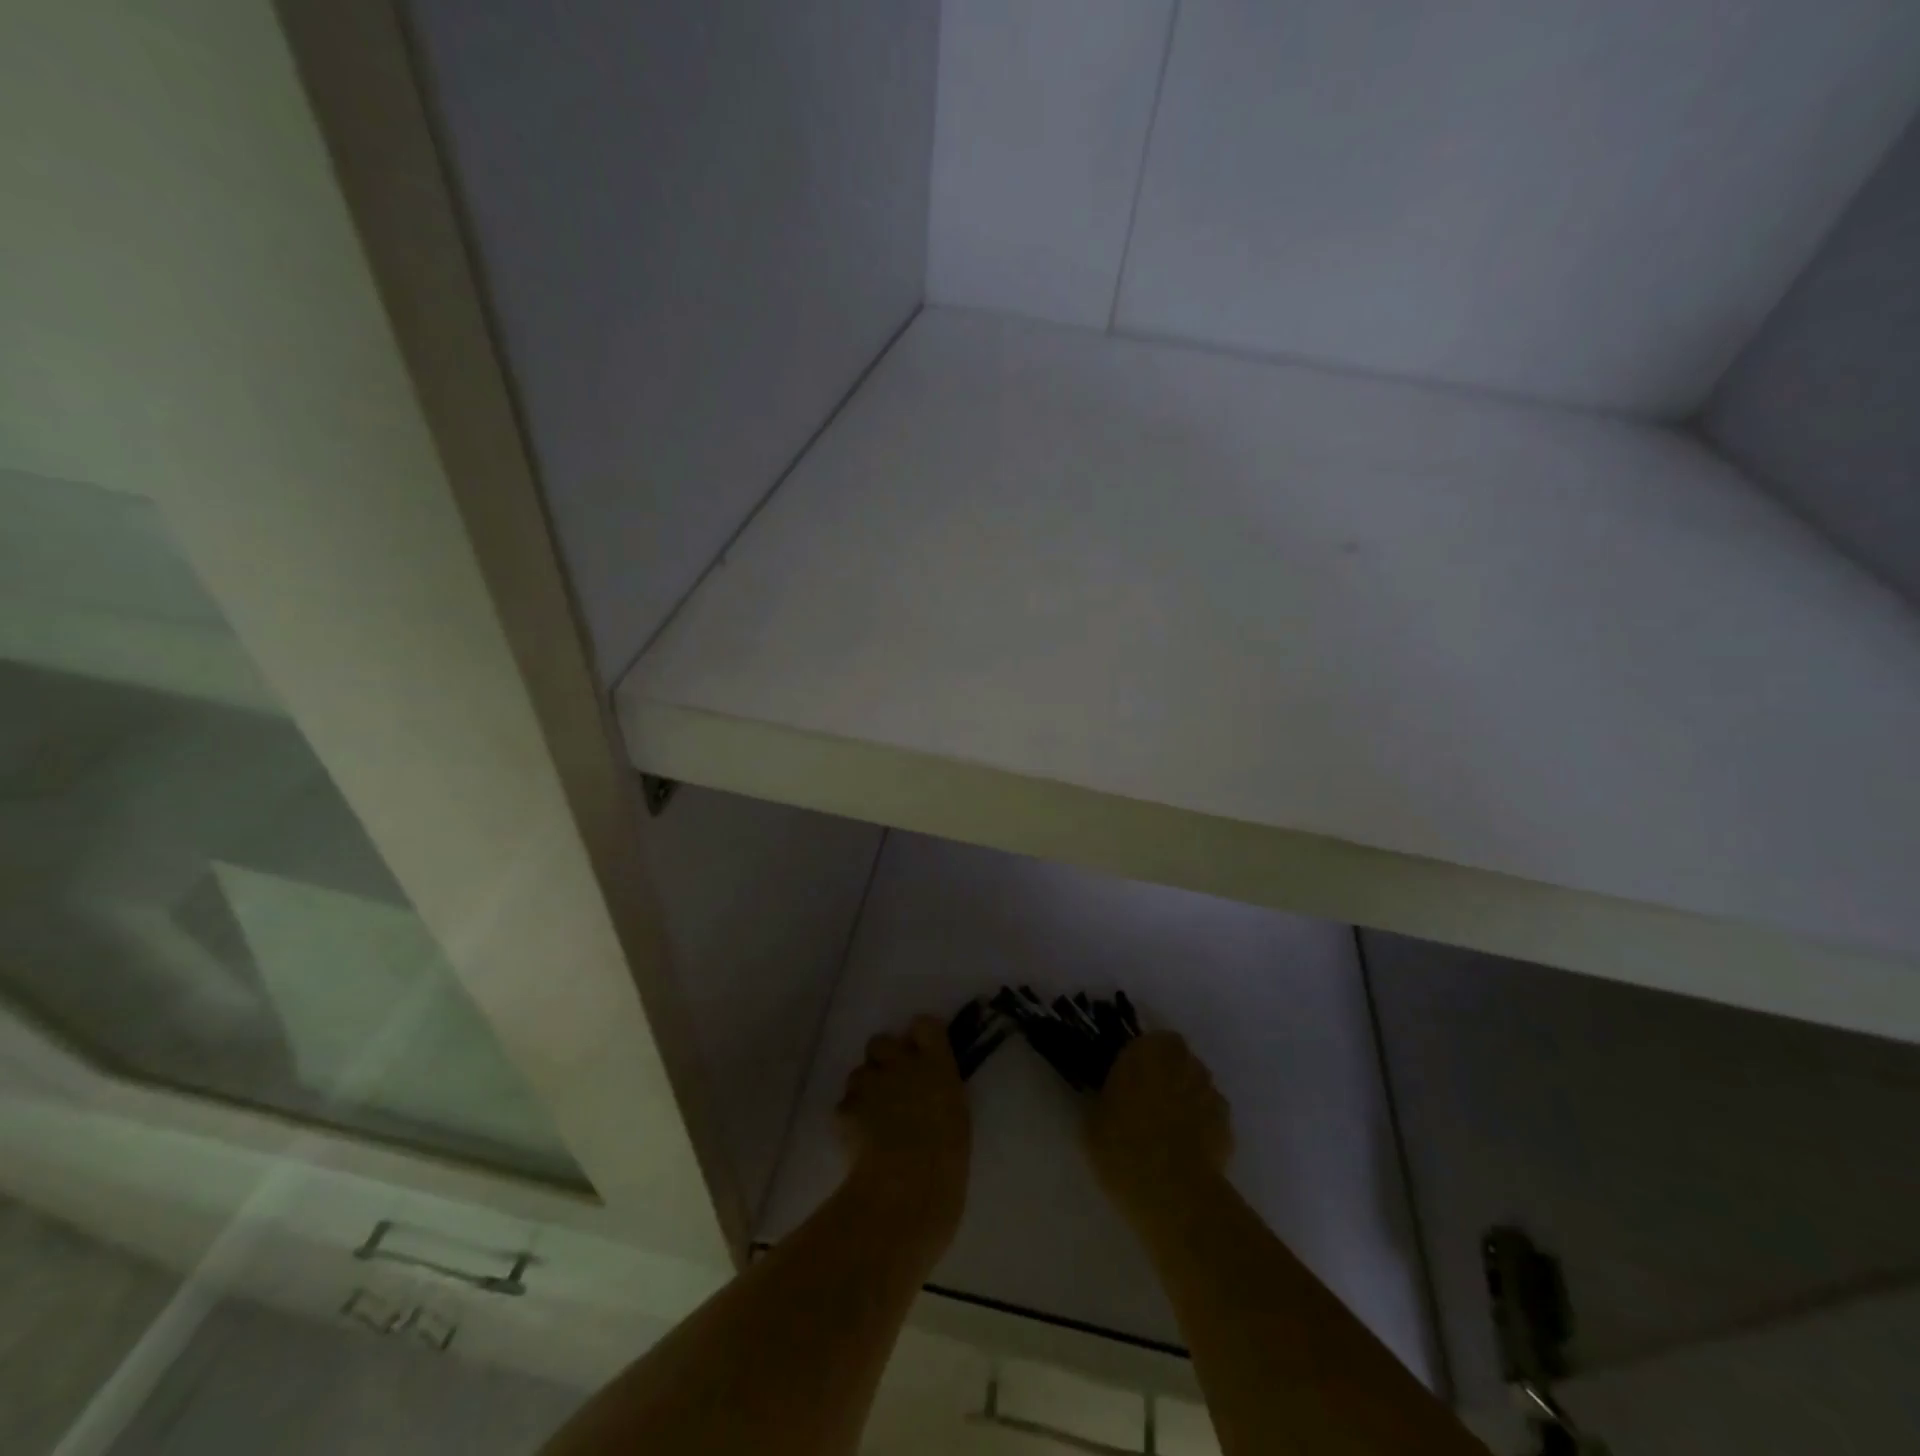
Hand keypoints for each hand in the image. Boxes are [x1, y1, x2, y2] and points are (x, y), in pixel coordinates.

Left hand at [836, 1015, 970, 1246]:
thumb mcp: (958, 1118)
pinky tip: (858, 1140)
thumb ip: (940, 1092)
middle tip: (891, 1085)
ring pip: (859, 1073)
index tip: (920, 1051)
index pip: (924, 1025)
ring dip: (864, 1089)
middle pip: (881, 1041)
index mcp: (936, 1063)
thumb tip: (930, 1091)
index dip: (918, 1036)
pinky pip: (844, 1105)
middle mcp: (900, 1062)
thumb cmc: (946, 1159)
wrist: (906, 1188)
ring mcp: (870, 1082)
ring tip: (873, 1119)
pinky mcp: (845, 1108)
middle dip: (882, 1059)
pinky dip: (850, 1118)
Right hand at [1085, 1032, 1232, 1229]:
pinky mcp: (1229, 1127)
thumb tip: (1113, 1096)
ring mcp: (1211, 1094)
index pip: (1149, 1041)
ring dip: (1186, 1100)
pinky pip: (1211, 1118)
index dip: (1141, 1060)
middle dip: (1167, 1077)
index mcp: (1150, 1050)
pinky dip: (1202, 1128)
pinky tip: (1186, 1153)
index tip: (1128, 1081)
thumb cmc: (1122, 1144)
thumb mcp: (1094, 1116)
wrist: (1171, 1191)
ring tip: (1167, 1133)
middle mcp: (1185, 1062)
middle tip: (1146, 1105)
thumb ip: (1108, 1095)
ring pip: (1197, 1088)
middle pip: (1178, 1062)